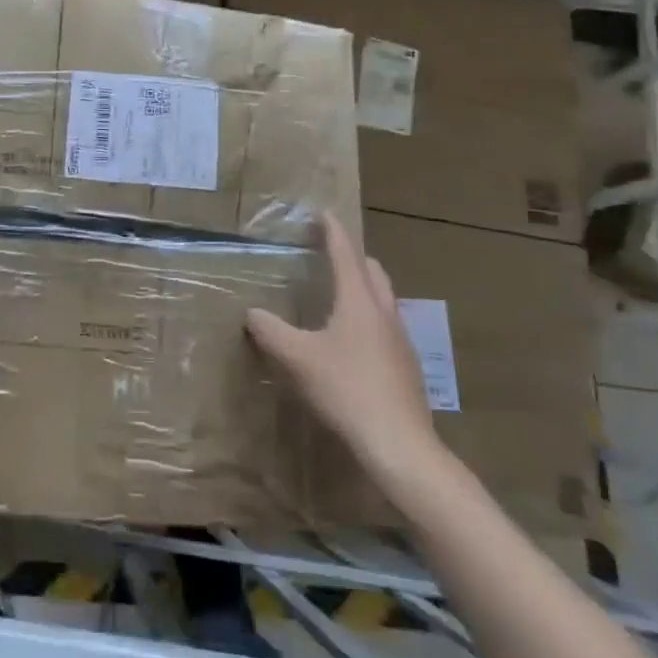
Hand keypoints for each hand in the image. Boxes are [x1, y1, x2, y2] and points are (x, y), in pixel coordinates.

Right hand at [247, 215, 445, 483]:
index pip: (346, 255)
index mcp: (359, 302)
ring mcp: (400, 341)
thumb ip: (271, 332)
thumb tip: (252, 313)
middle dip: (354, 258)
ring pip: (384, 300)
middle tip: (333, 254)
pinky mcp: (406, 368)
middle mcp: (384, 313)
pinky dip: (369, 318)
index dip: (333, 233)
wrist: (399, 444)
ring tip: (342, 295)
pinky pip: (386, 327)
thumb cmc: (346, 389)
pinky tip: (353, 342)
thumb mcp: (297, 358)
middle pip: (373, 273)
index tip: (325, 213)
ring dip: (365, 288)